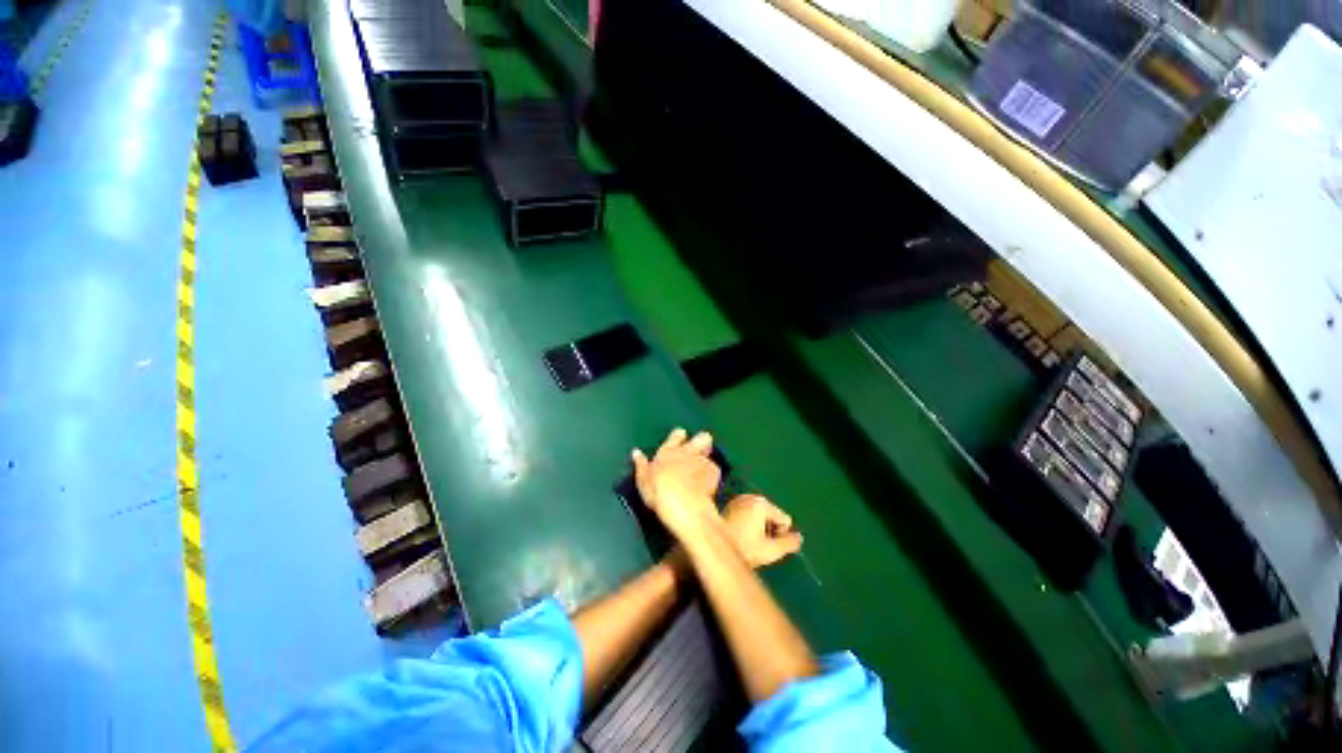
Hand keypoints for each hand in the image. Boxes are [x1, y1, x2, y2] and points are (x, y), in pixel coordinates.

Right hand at [632, 428, 720, 537]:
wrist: (682, 505)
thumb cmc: (658, 493)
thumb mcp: (644, 481)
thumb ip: (641, 465)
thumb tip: (636, 453)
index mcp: (668, 452)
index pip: (677, 435)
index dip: (679, 436)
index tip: (680, 440)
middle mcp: (687, 452)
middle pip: (701, 437)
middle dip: (702, 442)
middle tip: (698, 452)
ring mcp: (702, 460)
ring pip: (710, 453)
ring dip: (707, 460)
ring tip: (703, 473)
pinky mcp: (714, 472)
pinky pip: (714, 470)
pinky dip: (712, 477)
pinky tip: (708, 487)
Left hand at [722, 495, 802, 567]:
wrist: (712, 549)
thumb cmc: (744, 549)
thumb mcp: (771, 551)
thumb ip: (788, 543)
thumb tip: (799, 538)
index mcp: (762, 504)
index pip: (784, 519)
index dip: (780, 536)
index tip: (766, 545)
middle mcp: (750, 497)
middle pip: (771, 515)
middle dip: (769, 530)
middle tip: (757, 544)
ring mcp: (739, 499)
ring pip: (760, 515)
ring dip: (759, 527)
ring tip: (748, 541)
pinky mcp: (730, 505)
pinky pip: (748, 514)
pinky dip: (749, 524)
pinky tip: (740, 535)